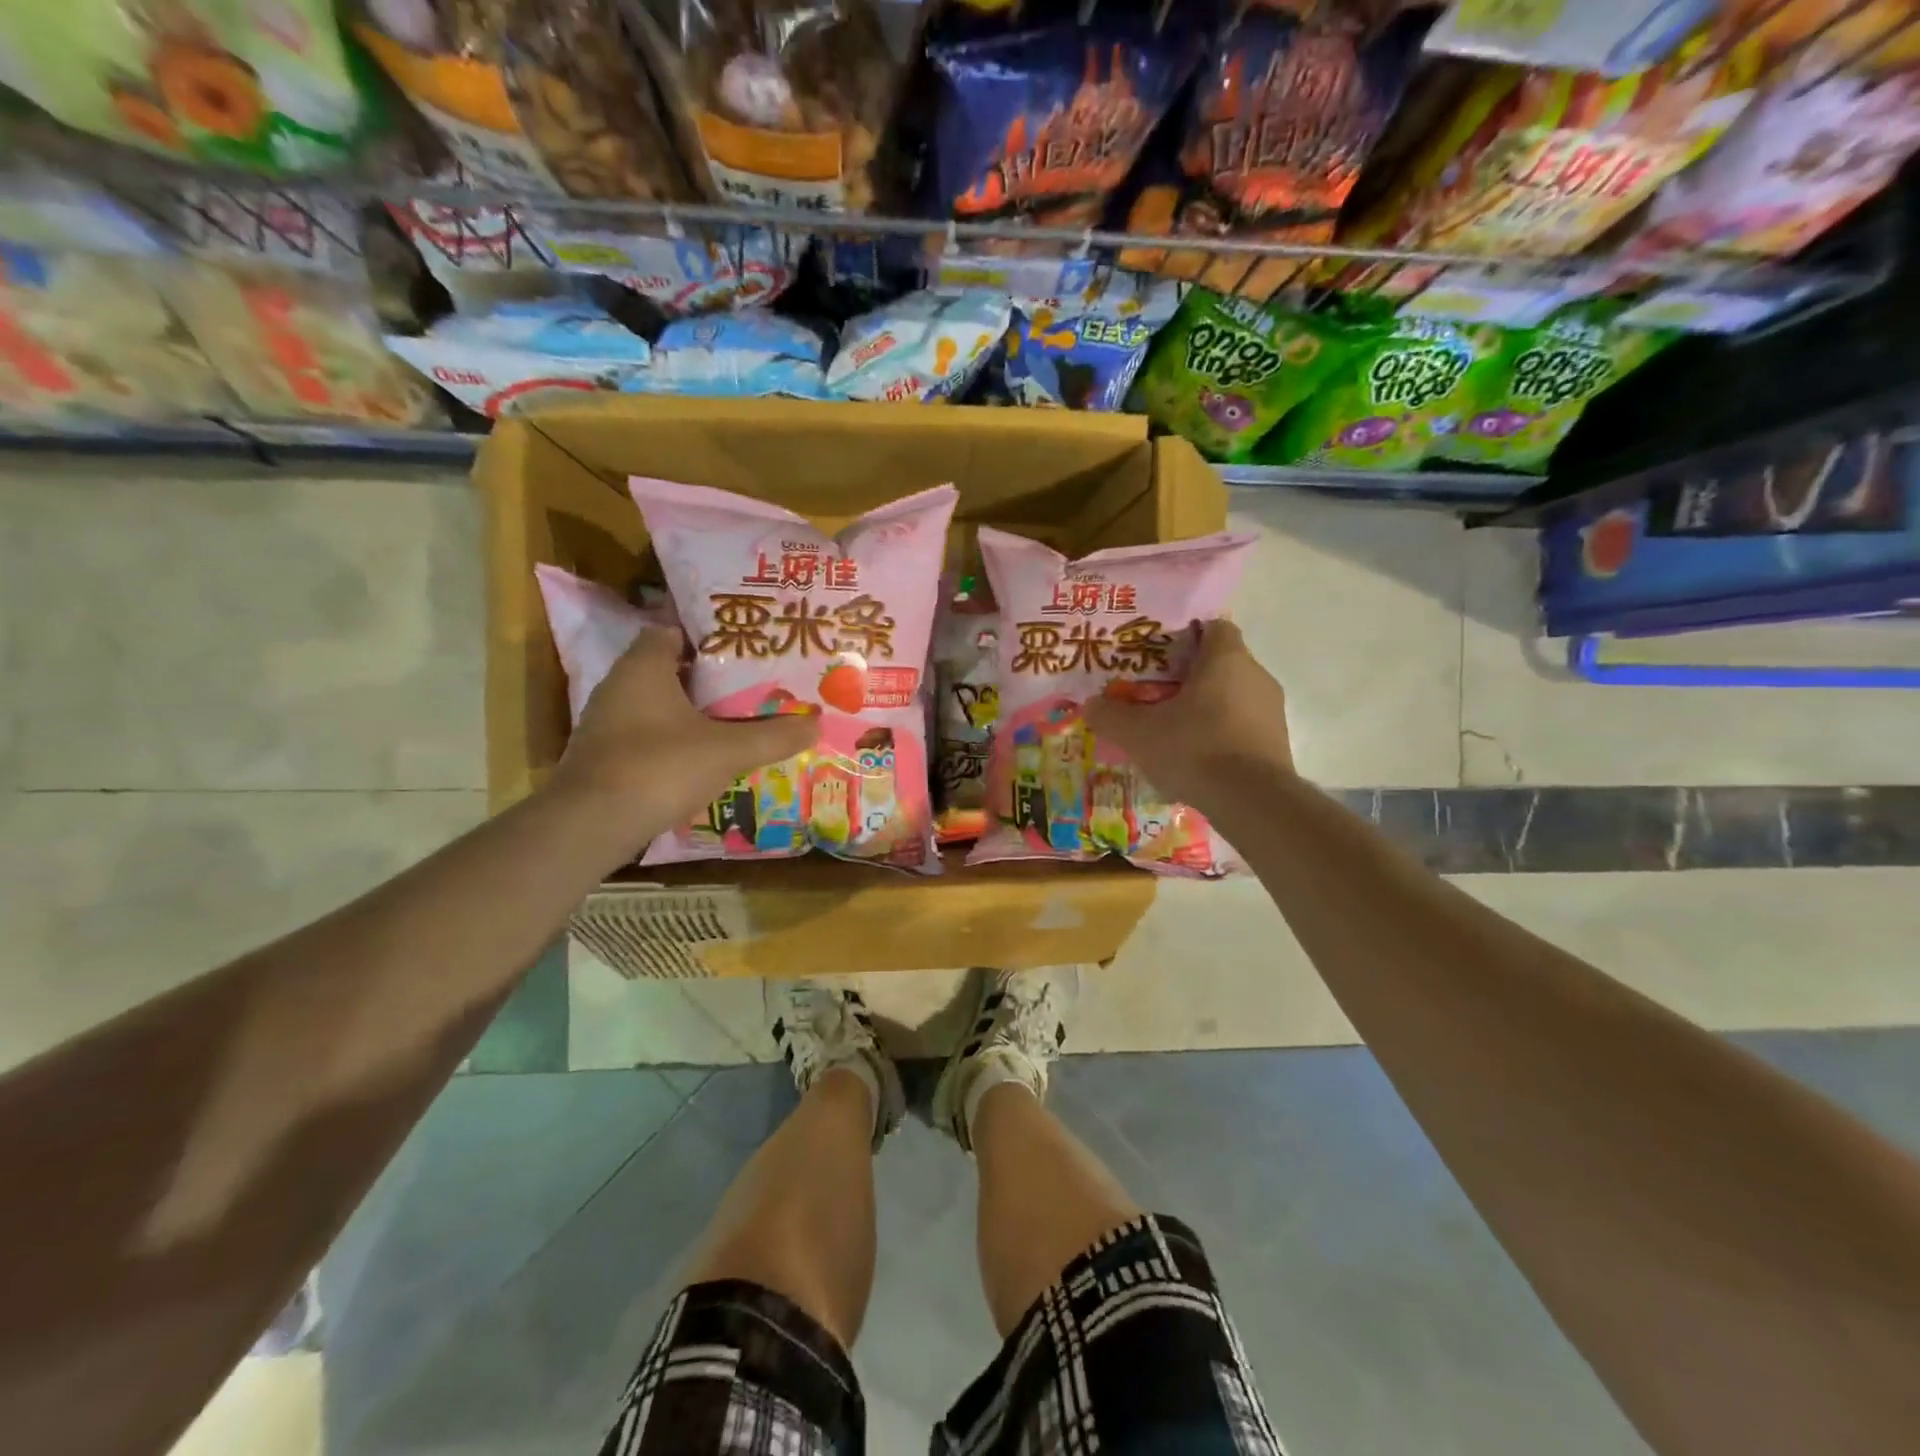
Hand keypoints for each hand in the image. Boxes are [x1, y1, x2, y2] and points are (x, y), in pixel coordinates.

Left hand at [551, 628, 819, 829]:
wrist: (591, 825)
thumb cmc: (660, 767)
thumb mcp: (728, 750)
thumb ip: (773, 736)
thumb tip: (817, 723)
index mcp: (644, 667)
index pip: (672, 631)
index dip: (707, 634)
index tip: (743, 644)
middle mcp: (619, 686)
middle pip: (668, 668)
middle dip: (708, 675)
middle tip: (752, 681)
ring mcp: (607, 723)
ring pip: (657, 704)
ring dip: (691, 710)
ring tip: (736, 717)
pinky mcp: (604, 756)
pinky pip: (647, 734)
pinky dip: (674, 738)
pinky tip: (704, 755)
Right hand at [1082, 620, 1293, 808]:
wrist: (1252, 801)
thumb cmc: (1195, 749)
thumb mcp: (1138, 733)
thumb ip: (1110, 715)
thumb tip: (1090, 705)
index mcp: (1226, 659)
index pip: (1213, 627)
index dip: (1186, 636)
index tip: (1159, 654)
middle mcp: (1256, 676)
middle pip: (1220, 664)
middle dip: (1189, 677)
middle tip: (1155, 694)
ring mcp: (1272, 710)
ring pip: (1233, 697)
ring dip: (1206, 708)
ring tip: (1173, 730)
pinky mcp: (1277, 743)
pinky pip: (1243, 726)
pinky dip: (1221, 734)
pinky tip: (1196, 758)